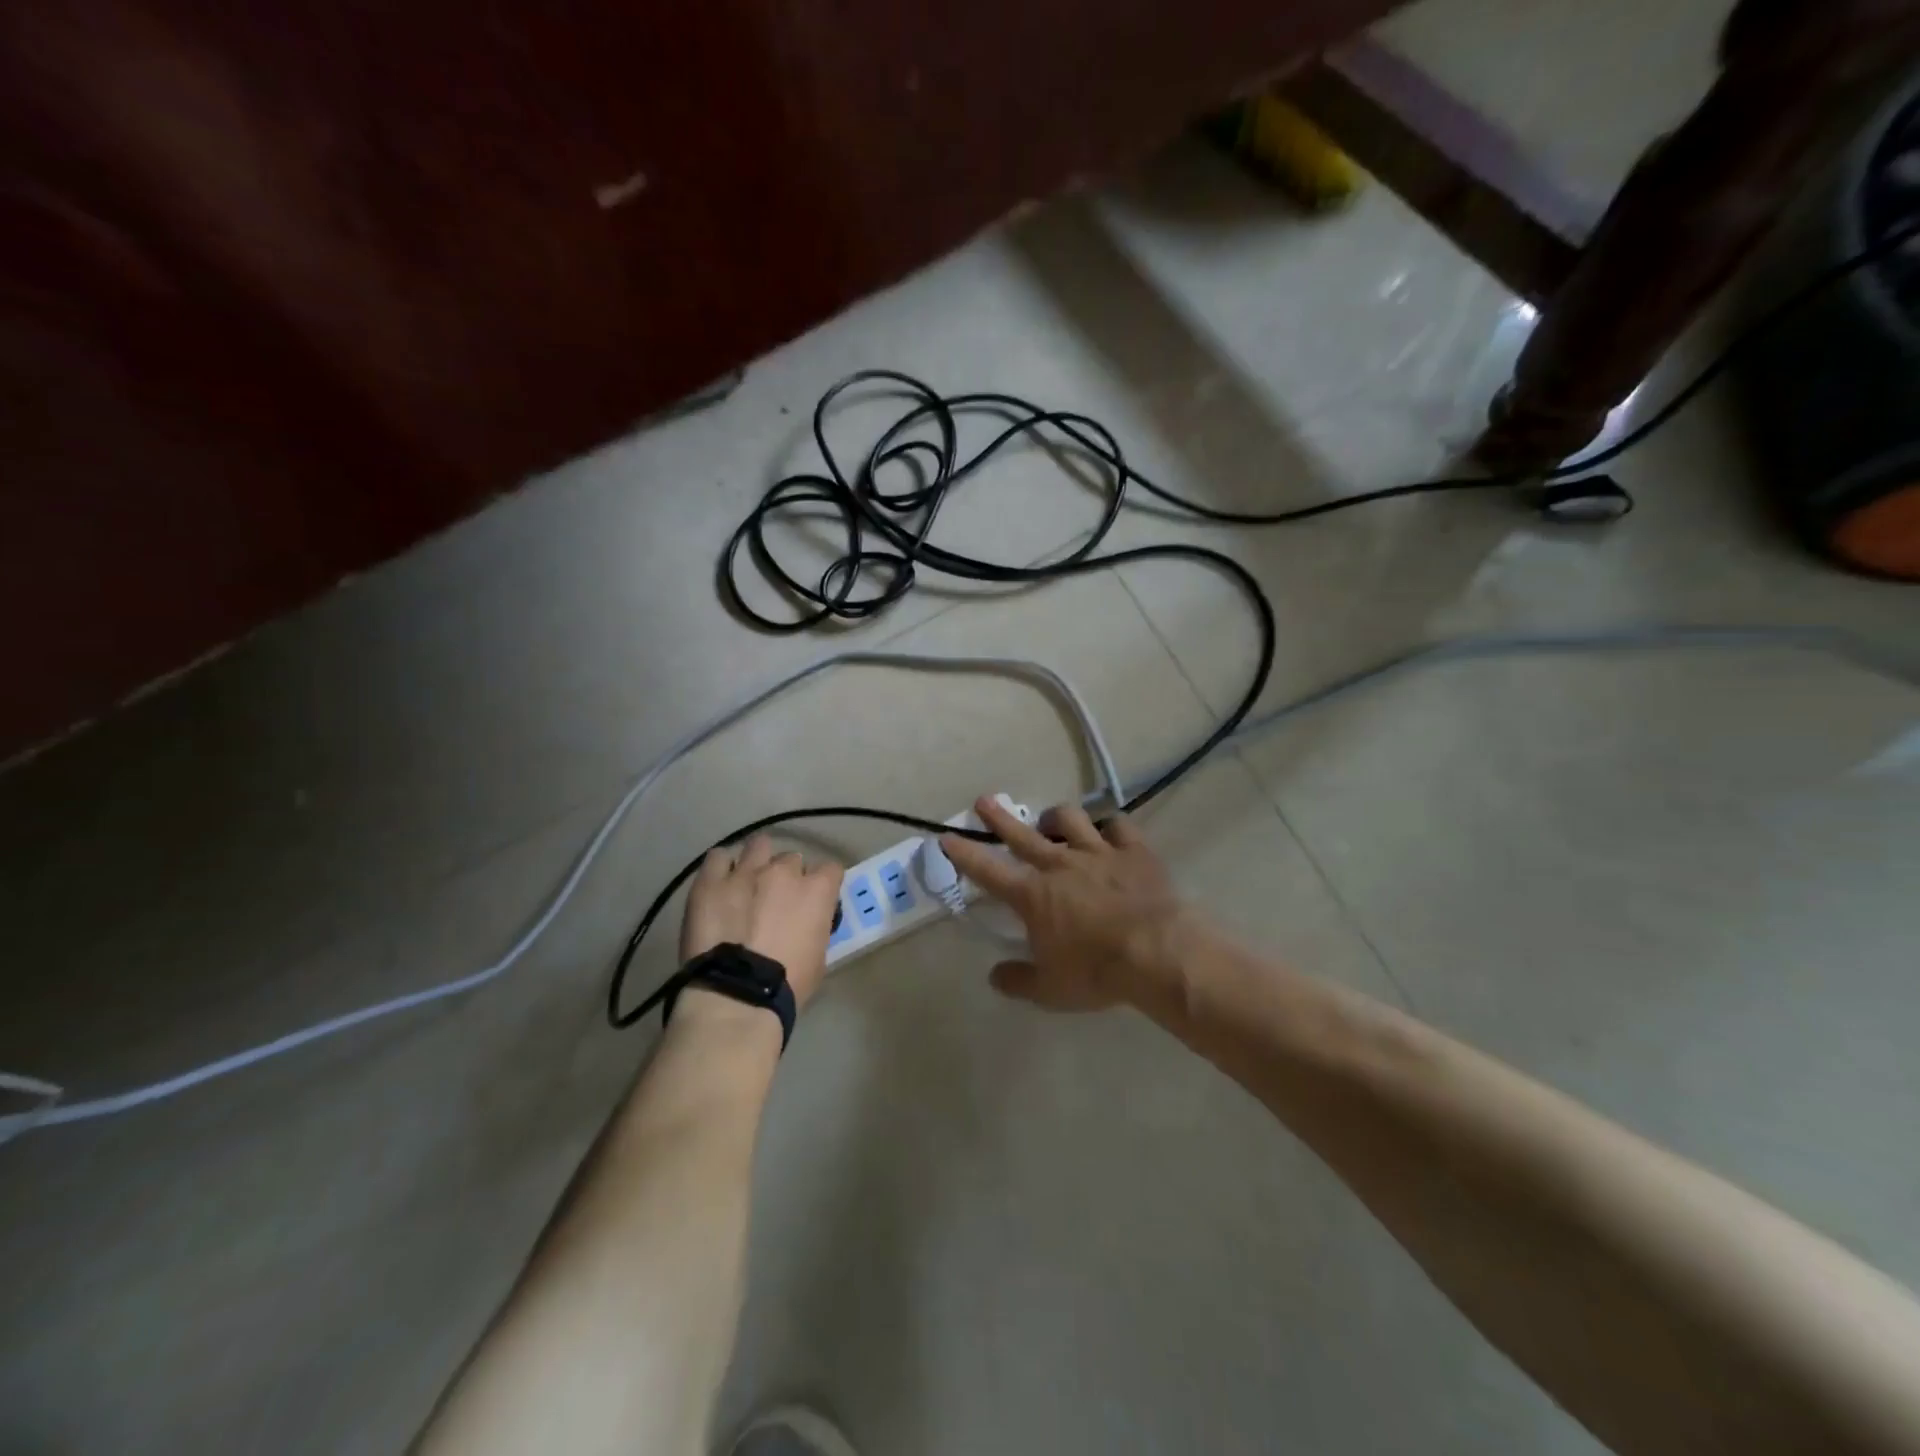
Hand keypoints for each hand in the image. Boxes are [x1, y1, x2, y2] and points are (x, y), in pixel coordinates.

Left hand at [678, 836, 843, 1012]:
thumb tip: (807, 922)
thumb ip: (815, 927)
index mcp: (816, 890)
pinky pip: (718, 858)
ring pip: (758, 846)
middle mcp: (783, 871)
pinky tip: (720, 883)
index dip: (823, 884)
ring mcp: (745, 872)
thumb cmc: (787, 985)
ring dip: (758, 861)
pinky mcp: (710, 881)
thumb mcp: (818, 956)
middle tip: (776, 900)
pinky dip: (722, 867)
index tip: (815, 900)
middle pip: (791, 859)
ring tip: (748, 882)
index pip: (830, 869)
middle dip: (787, 877)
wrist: (735, 995)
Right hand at [940, 797, 1190, 1011]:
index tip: (947, 836)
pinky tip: (1109, 831)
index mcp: (1032, 896)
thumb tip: (994, 976)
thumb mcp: (1049, 990)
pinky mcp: (1133, 850)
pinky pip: (1118, 825)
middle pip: (1021, 834)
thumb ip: (1018, 980)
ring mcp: (1097, 852)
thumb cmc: (1096, 972)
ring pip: (1069, 819)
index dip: (964, 853)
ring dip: (1056, 818)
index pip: (987, 870)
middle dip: (999, 817)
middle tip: (985, 801)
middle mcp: (1059, 865)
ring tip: (1051, 821)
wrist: (1156, 953)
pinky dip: (1110, 827)